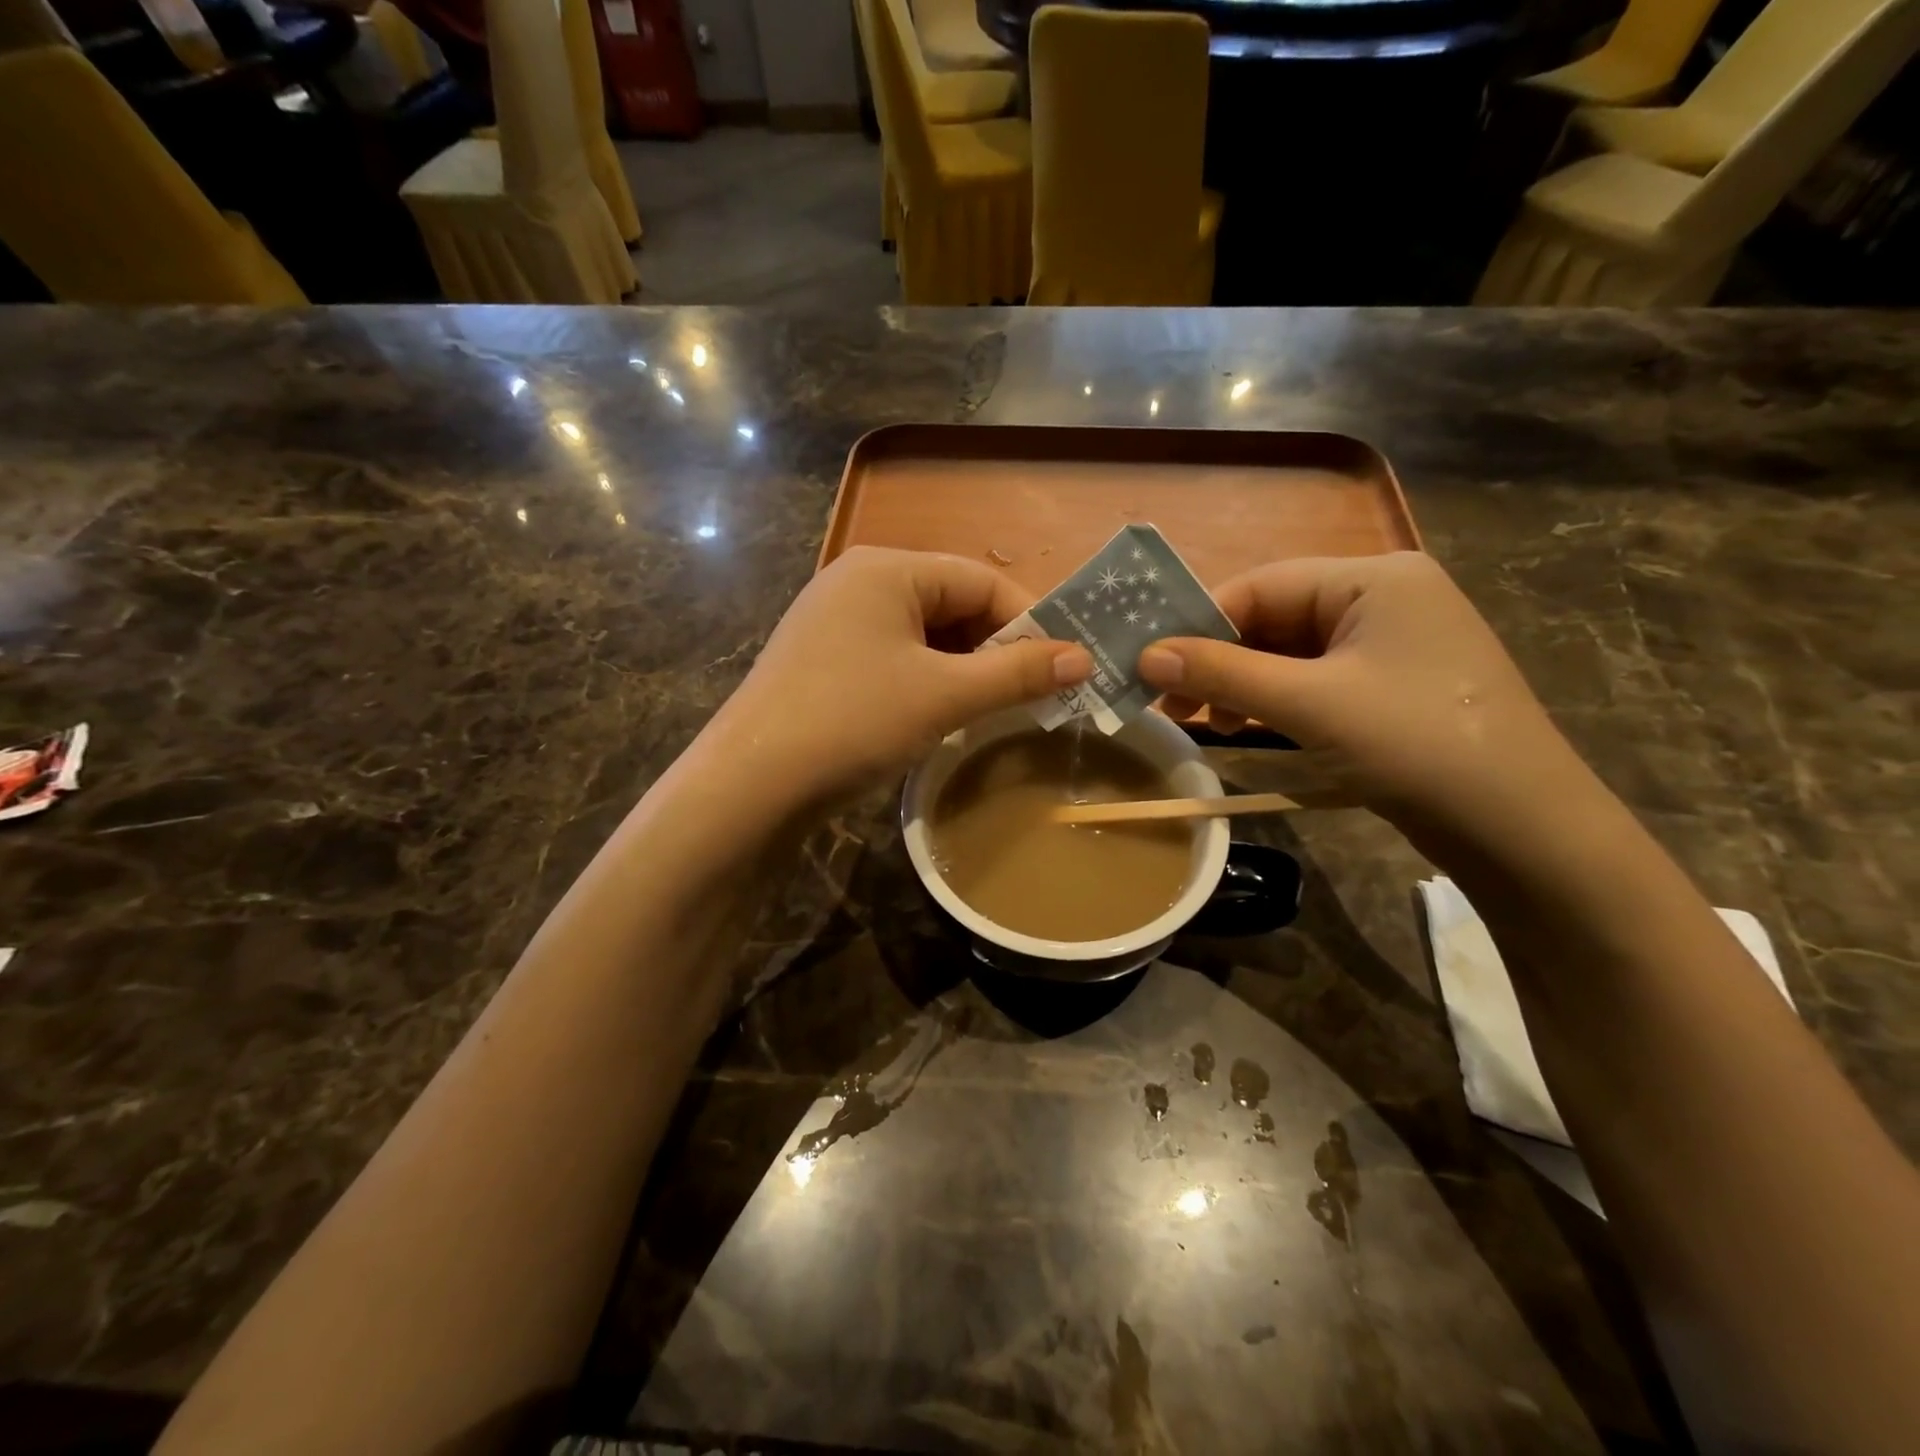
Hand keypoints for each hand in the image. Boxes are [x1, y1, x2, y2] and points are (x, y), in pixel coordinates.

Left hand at [710, 548, 1090, 808]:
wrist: (750, 784)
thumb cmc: (854, 721)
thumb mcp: (944, 695)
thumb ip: (1016, 673)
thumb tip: (1085, 658)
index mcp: (887, 568)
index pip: (981, 580)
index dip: (1029, 623)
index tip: (1063, 668)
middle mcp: (858, 581)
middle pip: (952, 604)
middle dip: (994, 649)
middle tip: (1030, 696)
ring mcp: (834, 622)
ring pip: (924, 636)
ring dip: (963, 670)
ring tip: (990, 710)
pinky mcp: (823, 660)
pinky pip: (894, 658)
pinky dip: (927, 682)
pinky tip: (939, 716)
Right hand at [1139, 553, 1582, 837]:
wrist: (1521, 827)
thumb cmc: (1415, 744)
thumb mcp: (1309, 704)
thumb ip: (1223, 674)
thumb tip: (1146, 656)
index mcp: (1374, 578)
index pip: (1261, 584)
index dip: (1200, 622)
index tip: (1152, 664)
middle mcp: (1384, 597)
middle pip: (1274, 616)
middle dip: (1220, 659)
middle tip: (1171, 703)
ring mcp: (1391, 643)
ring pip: (1290, 651)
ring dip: (1242, 683)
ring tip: (1205, 722)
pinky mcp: (1392, 684)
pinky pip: (1315, 678)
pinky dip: (1275, 699)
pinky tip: (1247, 725)